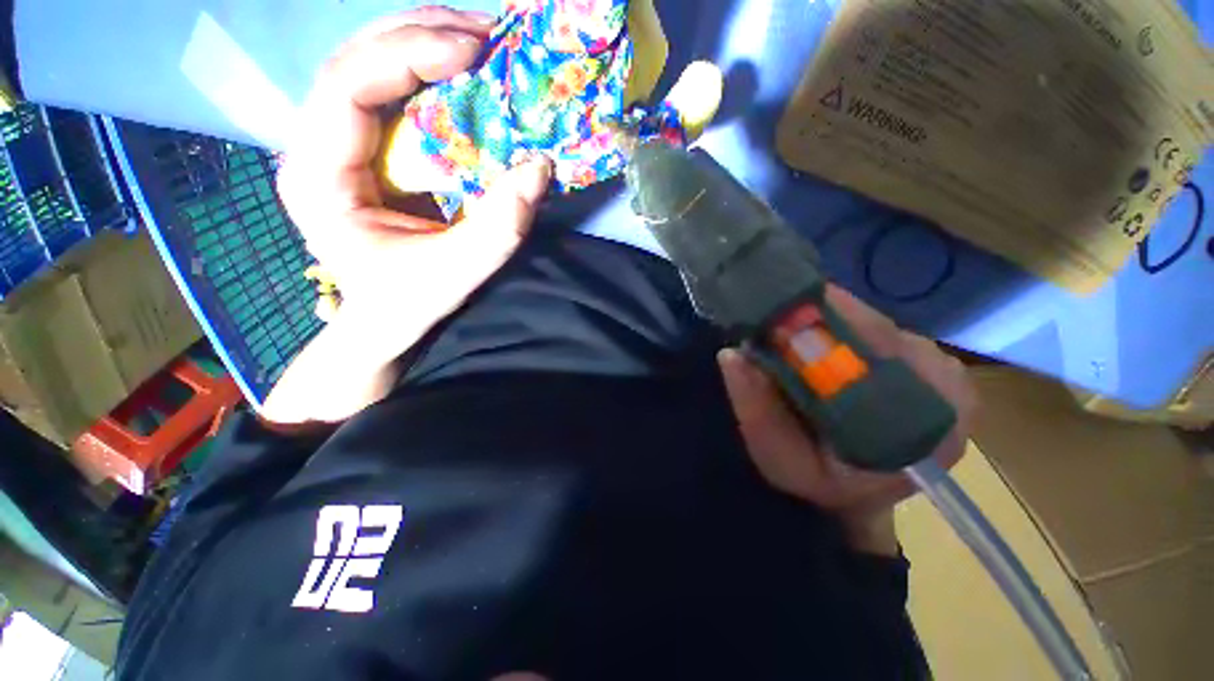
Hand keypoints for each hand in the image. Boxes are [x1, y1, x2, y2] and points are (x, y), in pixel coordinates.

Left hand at [264, 7, 551, 423]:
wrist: (384, 321)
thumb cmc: (409, 302)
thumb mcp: (458, 272)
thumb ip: (499, 225)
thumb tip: (541, 166)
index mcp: (318, 176)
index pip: (347, 87)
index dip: (408, 55)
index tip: (472, 49)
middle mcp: (315, 147)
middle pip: (354, 62)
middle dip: (419, 35)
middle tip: (485, 33)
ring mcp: (336, 145)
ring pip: (370, 70)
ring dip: (424, 46)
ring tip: (478, 41)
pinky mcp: (363, 152)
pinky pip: (390, 97)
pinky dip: (428, 77)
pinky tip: (462, 74)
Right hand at [718, 287, 975, 553]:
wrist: (858, 495)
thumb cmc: (821, 485)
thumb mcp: (780, 459)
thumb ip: (757, 412)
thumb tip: (731, 354)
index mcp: (930, 421)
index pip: (879, 346)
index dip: (824, 326)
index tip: (778, 320)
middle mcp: (950, 388)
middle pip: (876, 328)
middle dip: (821, 325)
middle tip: (777, 329)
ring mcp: (946, 373)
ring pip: (876, 326)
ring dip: (829, 328)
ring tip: (795, 343)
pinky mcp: (931, 366)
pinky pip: (881, 332)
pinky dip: (843, 333)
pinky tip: (823, 351)